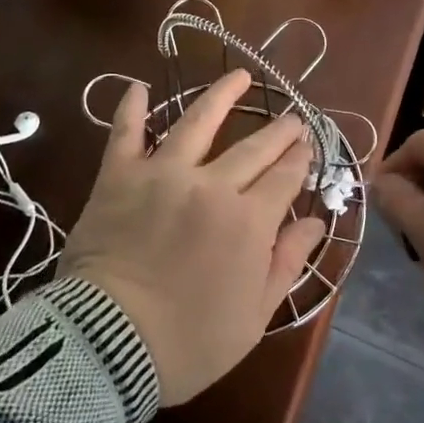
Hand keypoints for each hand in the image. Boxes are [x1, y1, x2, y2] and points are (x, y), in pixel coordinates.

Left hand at [60, 70, 324, 405]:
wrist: (106, 346)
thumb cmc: (188, 342)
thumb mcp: (253, 317)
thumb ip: (286, 263)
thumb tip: (317, 222)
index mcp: (248, 221)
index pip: (285, 177)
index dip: (300, 160)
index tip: (307, 147)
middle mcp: (211, 185)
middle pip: (254, 147)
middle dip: (279, 131)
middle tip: (292, 118)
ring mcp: (162, 175)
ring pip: (198, 122)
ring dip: (222, 95)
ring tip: (241, 75)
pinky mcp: (119, 176)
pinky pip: (125, 133)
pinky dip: (131, 108)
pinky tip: (138, 85)